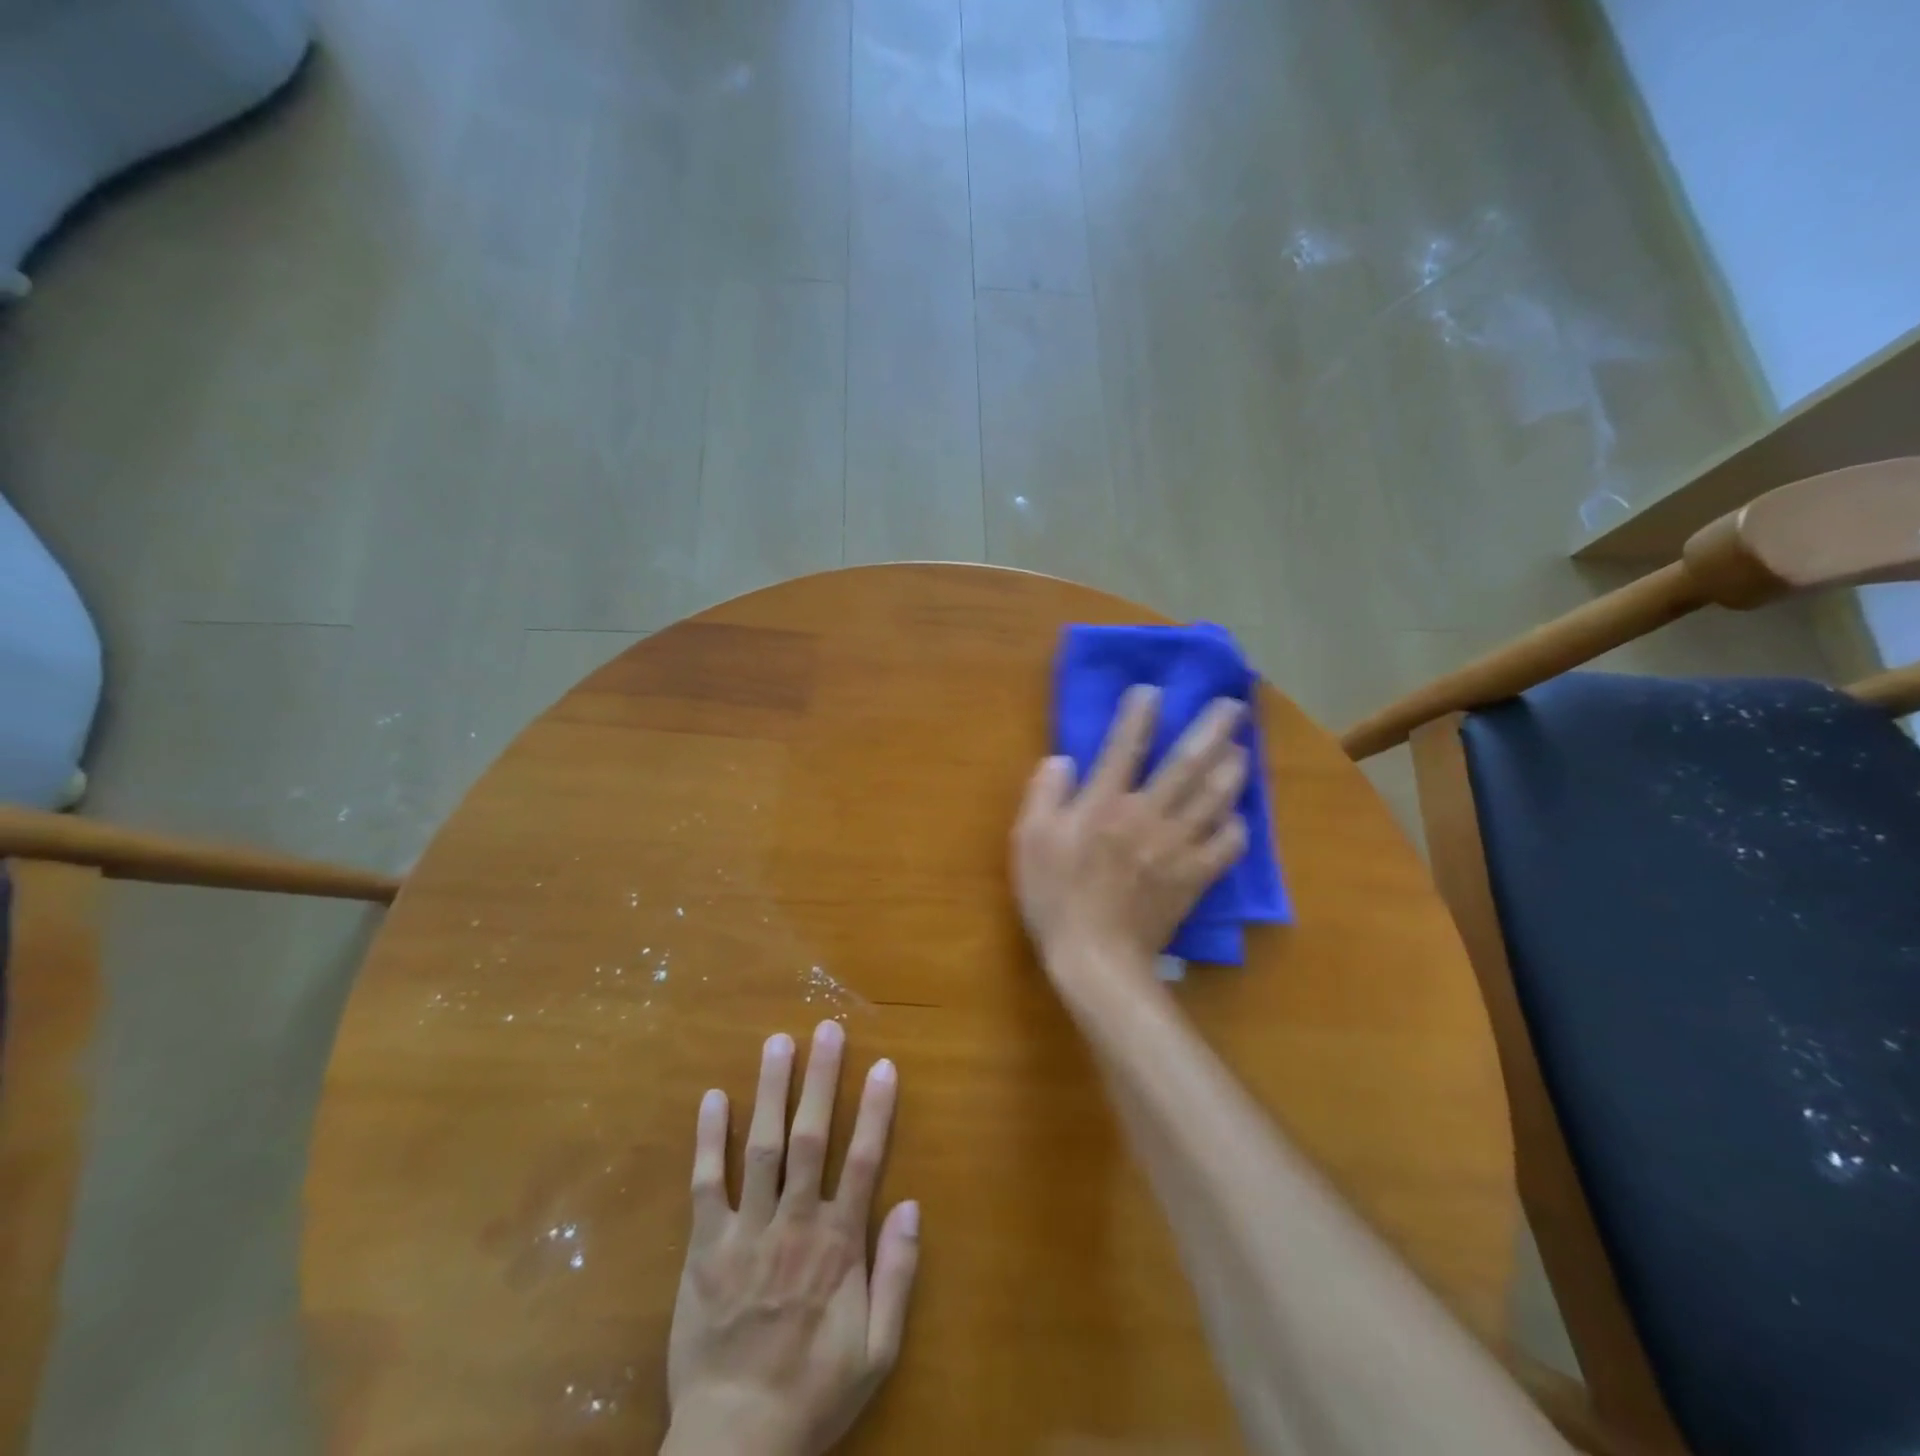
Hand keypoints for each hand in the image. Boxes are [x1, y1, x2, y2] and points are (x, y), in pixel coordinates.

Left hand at [664, 1022, 919, 1455]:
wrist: (735, 1444)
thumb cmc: (814, 1393)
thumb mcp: (877, 1350)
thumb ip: (898, 1275)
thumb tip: (912, 1204)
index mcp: (837, 1246)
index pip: (862, 1161)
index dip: (874, 1110)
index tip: (882, 1065)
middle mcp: (794, 1225)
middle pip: (810, 1138)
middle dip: (820, 1079)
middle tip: (826, 1029)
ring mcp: (746, 1233)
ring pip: (760, 1148)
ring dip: (770, 1092)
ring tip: (777, 1043)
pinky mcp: (704, 1249)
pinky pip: (706, 1185)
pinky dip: (709, 1140)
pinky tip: (712, 1098)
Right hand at [1012, 685, 1247, 985]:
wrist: (1095, 957)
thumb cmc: (1054, 896)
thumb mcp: (1029, 840)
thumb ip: (1045, 793)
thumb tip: (1063, 760)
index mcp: (1104, 803)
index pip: (1125, 745)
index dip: (1140, 714)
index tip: (1153, 691)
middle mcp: (1147, 814)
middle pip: (1187, 763)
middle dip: (1212, 729)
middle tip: (1235, 705)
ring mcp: (1177, 846)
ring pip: (1214, 798)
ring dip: (1232, 768)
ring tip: (1243, 748)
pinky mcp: (1194, 877)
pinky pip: (1226, 846)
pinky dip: (1235, 827)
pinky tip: (1237, 816)